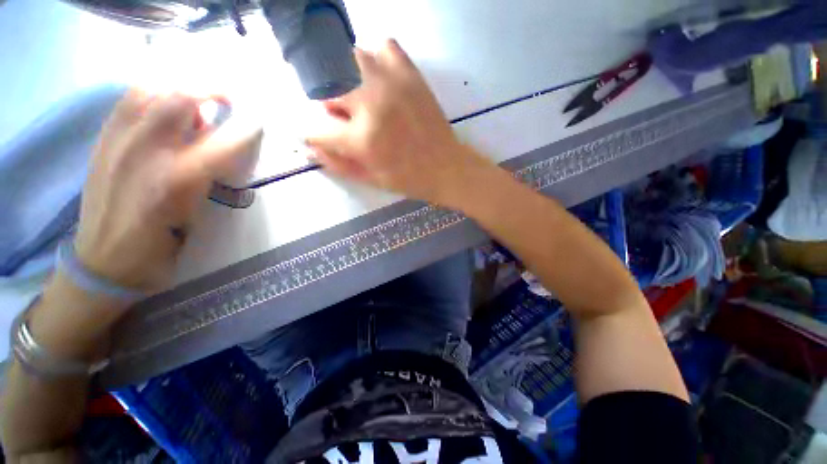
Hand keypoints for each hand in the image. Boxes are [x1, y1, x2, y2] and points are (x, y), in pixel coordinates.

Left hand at [73, 90, 261, 290]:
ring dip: (179, 87)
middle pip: (180, 99)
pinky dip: (152, 92)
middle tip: (228, 100)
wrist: (103, 261)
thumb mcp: (197, 218)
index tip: (259, 125)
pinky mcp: (102, 140)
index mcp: (175, 180)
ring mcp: (117, 141)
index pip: (221, 143)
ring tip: (194, 101)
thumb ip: (211, 178)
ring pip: (150, 90)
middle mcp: (144, 152)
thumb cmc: (160, 245)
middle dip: (211, 91)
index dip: (245, 130)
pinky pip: (128, 99)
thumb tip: (224, 149)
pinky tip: (163, 106)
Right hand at [305, 39, 494, 207]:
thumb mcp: (371, 179)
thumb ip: (338, 164)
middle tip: (348, 122)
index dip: (313, 136)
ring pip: (350, 61)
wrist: (447, 168)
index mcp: (361, 139)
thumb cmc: (409, 179)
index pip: (317, 130)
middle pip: (328, 91)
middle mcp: (371, 105)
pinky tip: (383, 80)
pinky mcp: (411, 75)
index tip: (317, 138)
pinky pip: (385, 47)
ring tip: (364, 100)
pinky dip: (378, 59)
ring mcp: (391, 84)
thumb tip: (308, 148)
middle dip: (332, 108)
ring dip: (349, 81)